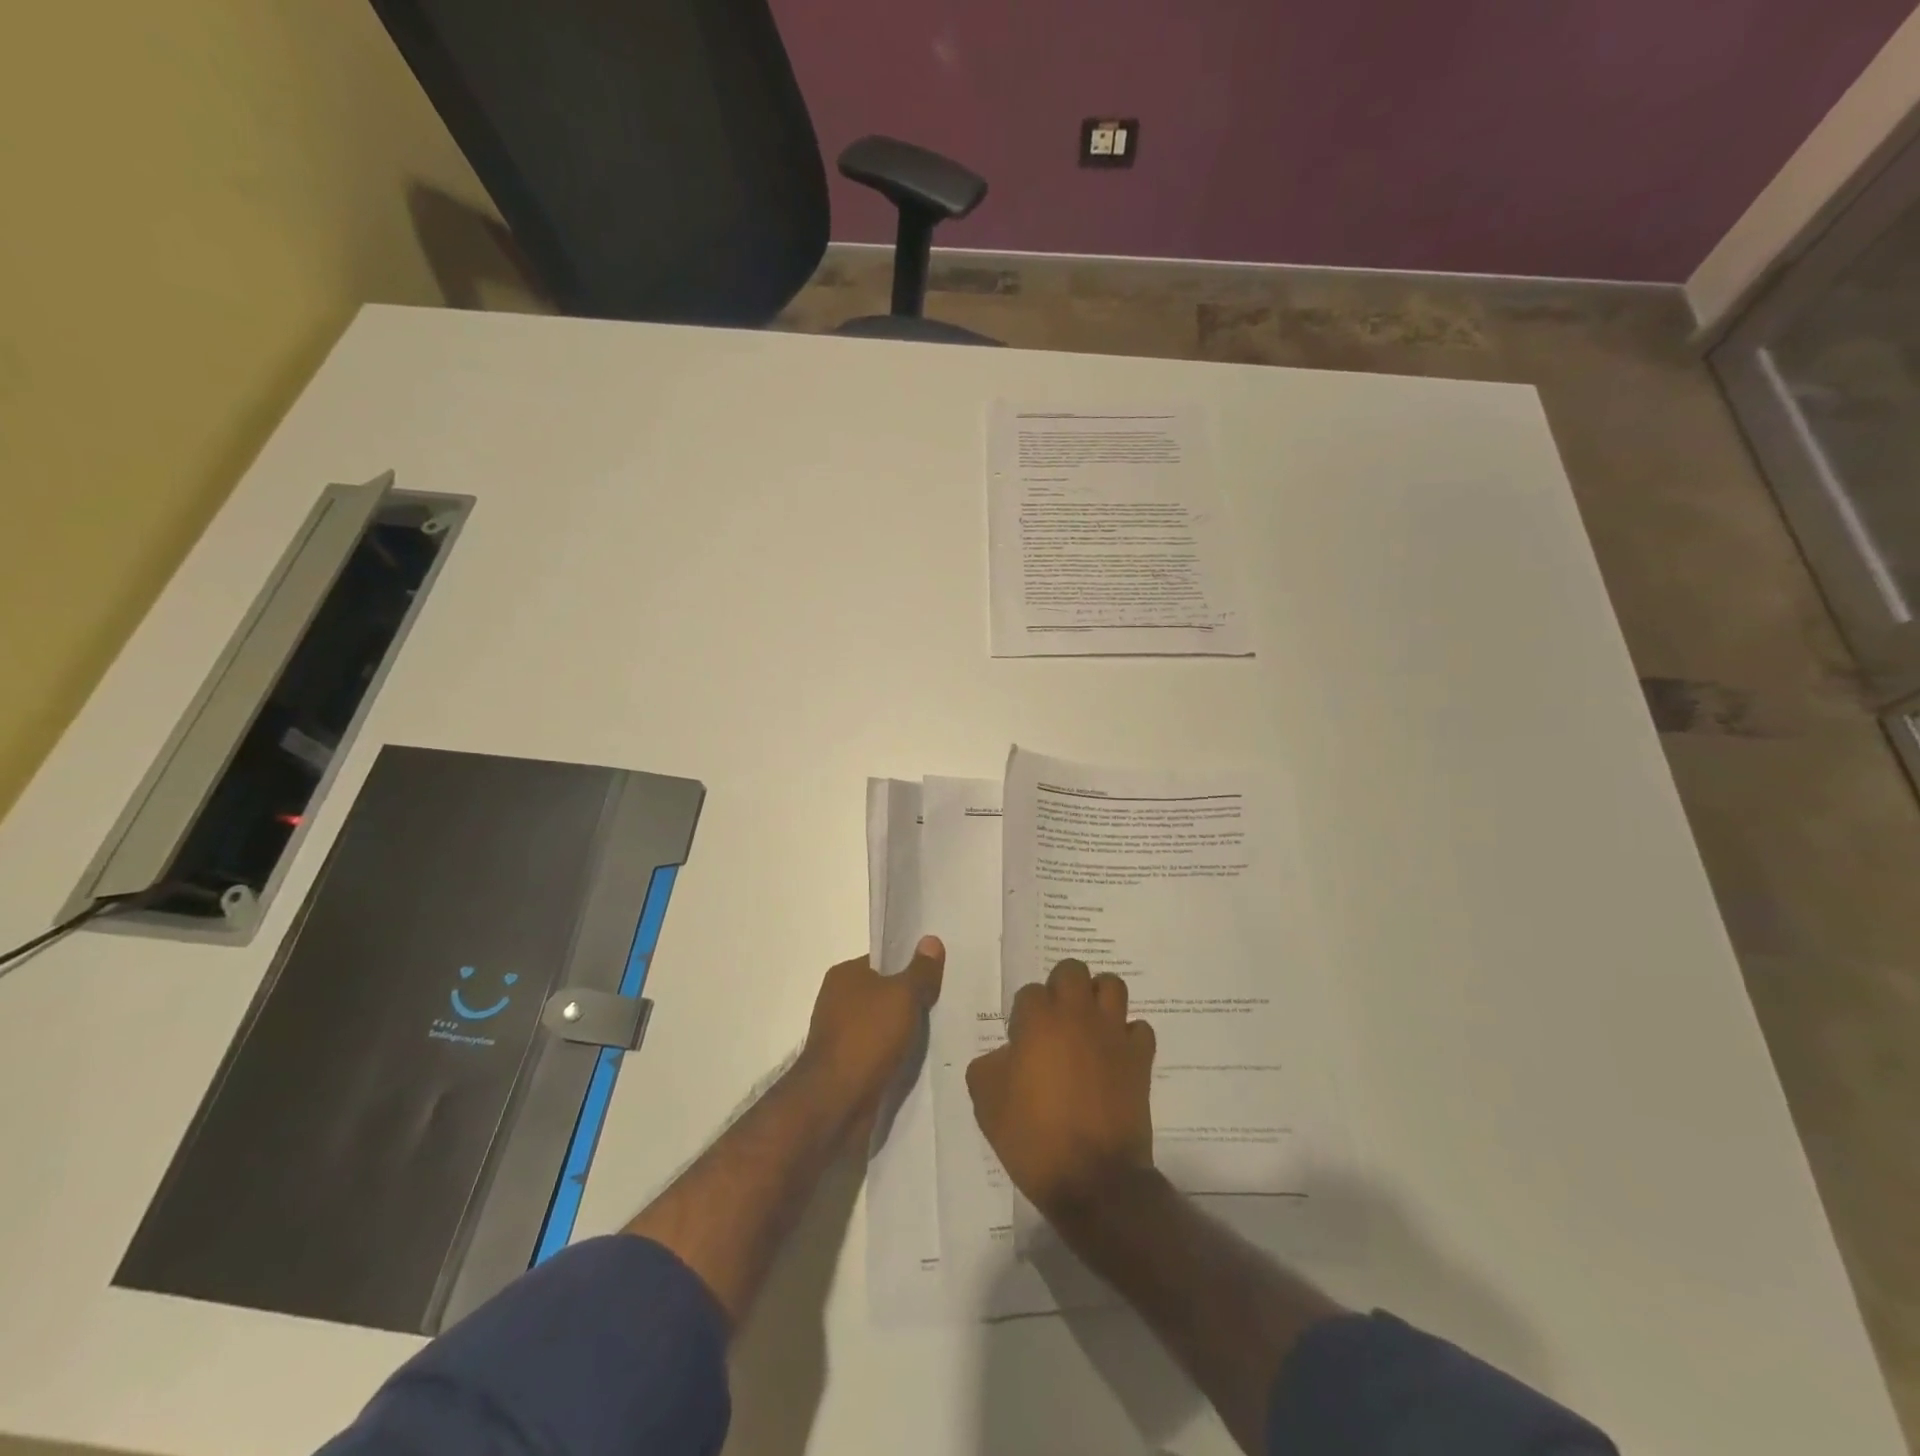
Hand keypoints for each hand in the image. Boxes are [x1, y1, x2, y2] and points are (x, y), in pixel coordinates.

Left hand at [800, 935, 943, 1115]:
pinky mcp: (848, 1066)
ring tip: (942, 1030)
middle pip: (884, 992)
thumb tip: (931, 940)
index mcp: (845, 975)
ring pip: (884, 1024)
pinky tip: (921, 1058)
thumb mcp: (902, 995)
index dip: (911, 965)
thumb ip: (920, 970)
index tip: (940, 972)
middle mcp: (838, 1000)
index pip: (884, 961)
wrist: (836, 1101)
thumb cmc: (867, 1036)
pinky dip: (897, 1054)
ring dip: (906, 1029)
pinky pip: (880, 1051)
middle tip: (948, 1000)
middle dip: (912, 998)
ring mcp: (841, 1035)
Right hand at [966, 958, 1156, 1217]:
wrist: (1093, 1179)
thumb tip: (1006, 1055)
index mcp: (1039, 1020)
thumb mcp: (986, 1102)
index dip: (1023, 1015)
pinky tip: (1114, 1055)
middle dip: (1061, 987)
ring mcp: (1113, 1033)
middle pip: (1073, 970)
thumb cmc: (1032, 1137)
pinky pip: (1138, 1028)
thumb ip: (989, 1065)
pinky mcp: (1140, 1058)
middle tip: (1054, 1021)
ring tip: (1087, 1025)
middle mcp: (1078, 1015)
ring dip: (1098, 998)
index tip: (1021, 1041)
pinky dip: (1127, 1035)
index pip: (1030, 992)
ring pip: (1112, 986)